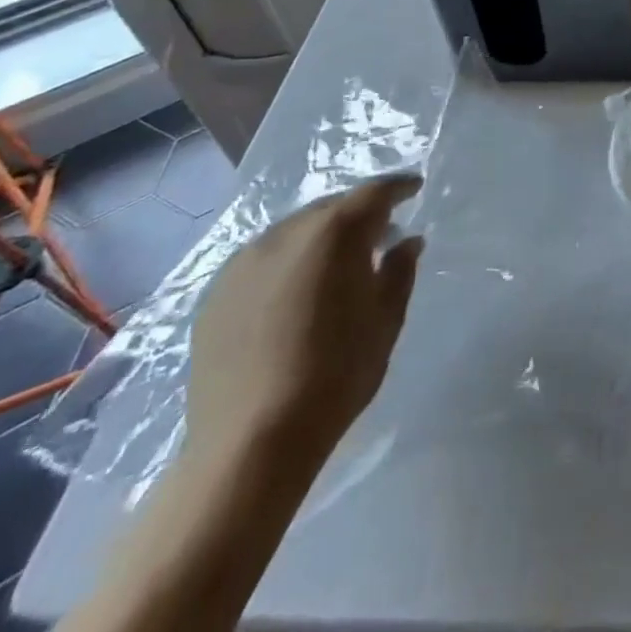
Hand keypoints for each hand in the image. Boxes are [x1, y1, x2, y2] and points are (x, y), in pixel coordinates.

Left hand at [184, 175, 422, 474]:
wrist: (249, 444)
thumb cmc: (335, 375)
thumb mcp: (386, 320)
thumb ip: (400, 271)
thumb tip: (407, 241)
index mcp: (335, 233)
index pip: (375, 192)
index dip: (398, 187)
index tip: (414, 188)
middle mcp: (286, 233)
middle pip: (331, 207)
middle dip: (359, 214)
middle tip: (381, 233)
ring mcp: (244, 262)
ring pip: (294, 230)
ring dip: (321, 237)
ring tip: (337, 264)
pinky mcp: (216, 294)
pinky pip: (263, 259)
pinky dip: (288, 261)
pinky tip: (296, 292)